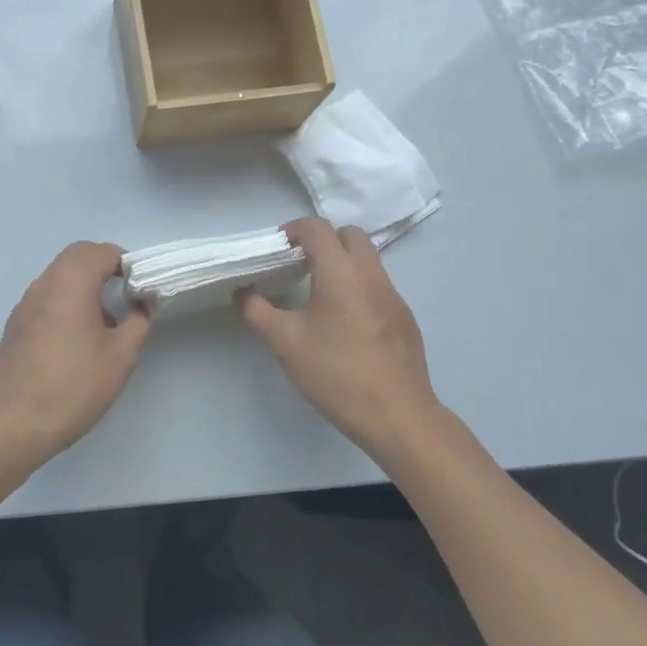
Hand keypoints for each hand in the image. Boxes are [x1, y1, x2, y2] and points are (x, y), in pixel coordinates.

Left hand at [0, 241, 151, 461]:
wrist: (20, 423)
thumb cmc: (77, 386)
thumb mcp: (122, 355)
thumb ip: (139, 320)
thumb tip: (143, 302)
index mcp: (71, 285)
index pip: (100, 252)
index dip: (124, 262)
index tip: (138, 286)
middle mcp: (44, 285)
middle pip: (75, 255)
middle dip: (102, 264)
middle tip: (123, 293)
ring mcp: (25, 304)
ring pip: (57, 274)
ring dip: (82, 282)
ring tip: (101, 319)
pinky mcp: (15, 324)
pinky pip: (44, 296)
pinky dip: (63, 299)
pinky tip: (73, 337)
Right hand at [236, 218, 442, 461]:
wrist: (398, 416)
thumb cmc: (336, 374)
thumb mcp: (285, 343)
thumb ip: (257, 311)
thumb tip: (241, 292)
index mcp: (341, 273)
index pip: (318, 229)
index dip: (294, 230)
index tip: (277, 248)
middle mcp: (372, 275)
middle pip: (350, 235)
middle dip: (323, 240)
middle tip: (298, 264)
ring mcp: (394, 296)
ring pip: (368, 260)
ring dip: (342, 263)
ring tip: (317, 293)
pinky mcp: (405, 319)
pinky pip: (379, 286)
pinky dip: (358, 287)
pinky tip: (344, 323)